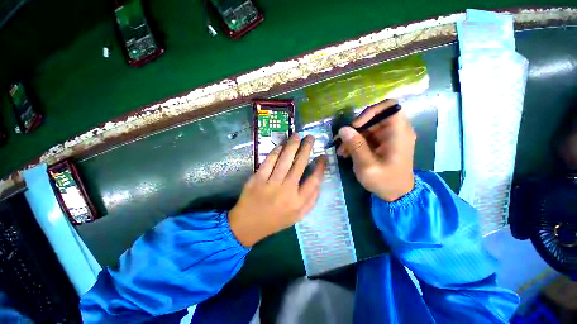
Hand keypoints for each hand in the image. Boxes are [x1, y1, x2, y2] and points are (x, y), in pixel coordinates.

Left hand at [229, 134, 325, 246]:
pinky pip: (269, 162)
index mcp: (298, 202)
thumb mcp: (298, 216)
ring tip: (297, 136)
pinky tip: (281, 146)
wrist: (248, 225)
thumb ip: (311, 200)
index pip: (314, 180)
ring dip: (292, 146)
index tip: (323, 156)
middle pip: (299, 165)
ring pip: (285, 160)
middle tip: (310, 138)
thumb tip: (319, 180)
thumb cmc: (276, 220)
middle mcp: (286, 191)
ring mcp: (271, 184)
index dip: (320, 167)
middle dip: (306, 149)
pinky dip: (275, 152)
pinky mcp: (257, 179)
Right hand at [337, 100, 415, 201]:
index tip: (355, 126)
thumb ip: (356, 146)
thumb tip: (343, 129)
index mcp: (399, 133)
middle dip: (355, 128)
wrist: (397, 195)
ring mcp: (389, 137)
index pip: (390, 107)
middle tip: (341, 141)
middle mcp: (396, 131)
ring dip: (353, 137)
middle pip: (374, 118)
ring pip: (368, 127)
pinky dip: (356, 142)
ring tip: (341, 151)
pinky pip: (367, 136)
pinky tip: (346, 153)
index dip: (370, 112)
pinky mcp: (383, 143)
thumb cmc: (385, 182)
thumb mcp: (367, 166)